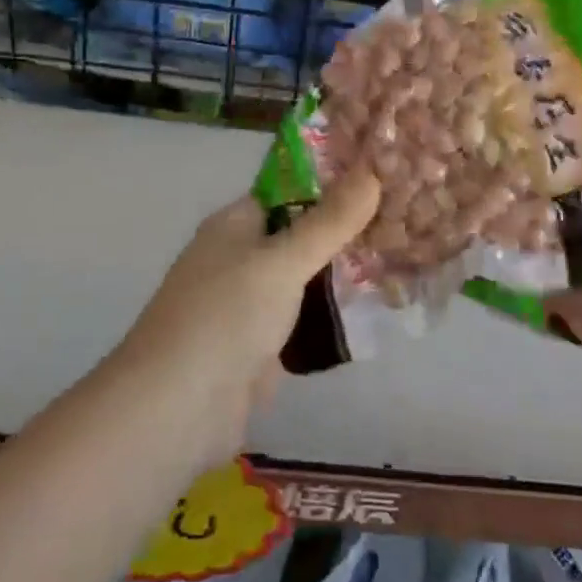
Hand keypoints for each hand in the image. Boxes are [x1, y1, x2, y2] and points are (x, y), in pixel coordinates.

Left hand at [113, 171, 380, 460]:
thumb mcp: (282, 261)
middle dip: (347, 233)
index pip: (289, 191)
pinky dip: (334, 317)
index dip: (334, 183)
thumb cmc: (225, 317)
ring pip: (306, 280)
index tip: (384, 179)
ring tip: (403, 260)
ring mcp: (249, 305)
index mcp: (234, 225)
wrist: (176, 411)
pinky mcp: (260, 347)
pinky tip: (378, 310)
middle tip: (405, 222)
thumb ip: (330, 221)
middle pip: (301, 236)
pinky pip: (305, 321)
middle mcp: (240, 259)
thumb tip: (372, 171)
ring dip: (345, 276)